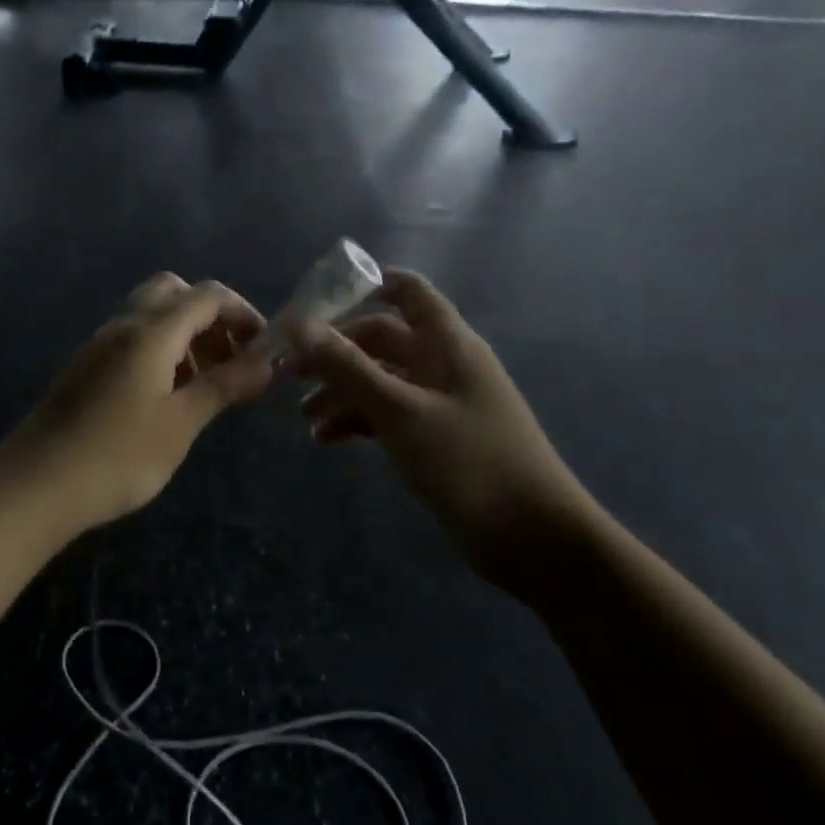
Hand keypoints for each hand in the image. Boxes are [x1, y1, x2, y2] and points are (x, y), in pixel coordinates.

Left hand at [0, 274, 273, 535]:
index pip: (207, 295)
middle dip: (210, 317)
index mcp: (150, 332)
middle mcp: (123, 326)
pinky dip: (160, 351)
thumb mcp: (179, 423)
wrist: (34, 487)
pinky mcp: (85, 368)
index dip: (242, 313)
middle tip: (229, 359)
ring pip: (151, 316)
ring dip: (185, 335)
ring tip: (204, 384)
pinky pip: (131, 340)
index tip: (263, 350)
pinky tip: (166, 397)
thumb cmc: (116, 456)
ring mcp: (98, 346)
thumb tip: (266, 361)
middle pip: (174, 293)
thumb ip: (223, 385)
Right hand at [289, 270, 597, 598]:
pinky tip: (330, 439)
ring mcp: (443, 403)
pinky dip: (360, 420)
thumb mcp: (400, 411)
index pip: (408, 291)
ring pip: (383, 380)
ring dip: (343, 391)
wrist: (533, 538)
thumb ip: (348, 367)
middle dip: (338, 352)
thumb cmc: (468, 462)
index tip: (316, 305)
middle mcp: (445, 364)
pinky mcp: (438, 438)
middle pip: (383, 340)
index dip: (365, 286)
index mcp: (448, 343)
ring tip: (306, 418)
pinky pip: (391, 414)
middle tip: (291, 373)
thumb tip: (298, 325)